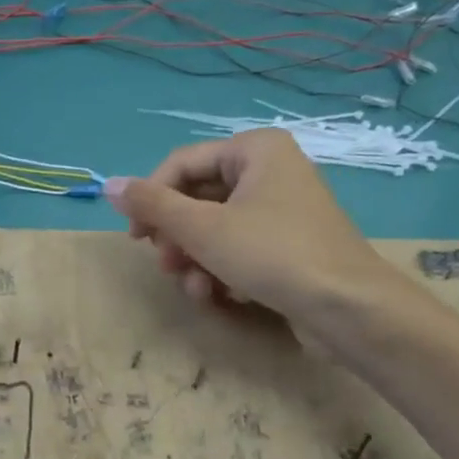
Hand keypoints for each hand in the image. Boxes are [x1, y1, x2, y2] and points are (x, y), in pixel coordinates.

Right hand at [104, 130, 408, 336]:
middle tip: (166, 265)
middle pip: (197, 198)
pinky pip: (239, 246)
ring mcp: (282, 208)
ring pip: (215, 227)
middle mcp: (270, 170)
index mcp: (254, 149)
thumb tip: (108, 185)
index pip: (181, 164)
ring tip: (194, 288)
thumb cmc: (272, 254)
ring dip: (195, 260)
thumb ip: (152, 205)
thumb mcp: (201, 228)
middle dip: (177, 237)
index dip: (150, 199)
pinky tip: (220, 295)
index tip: (135, 237)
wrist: (349, 309)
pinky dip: (222, 269)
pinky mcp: (289, 243)